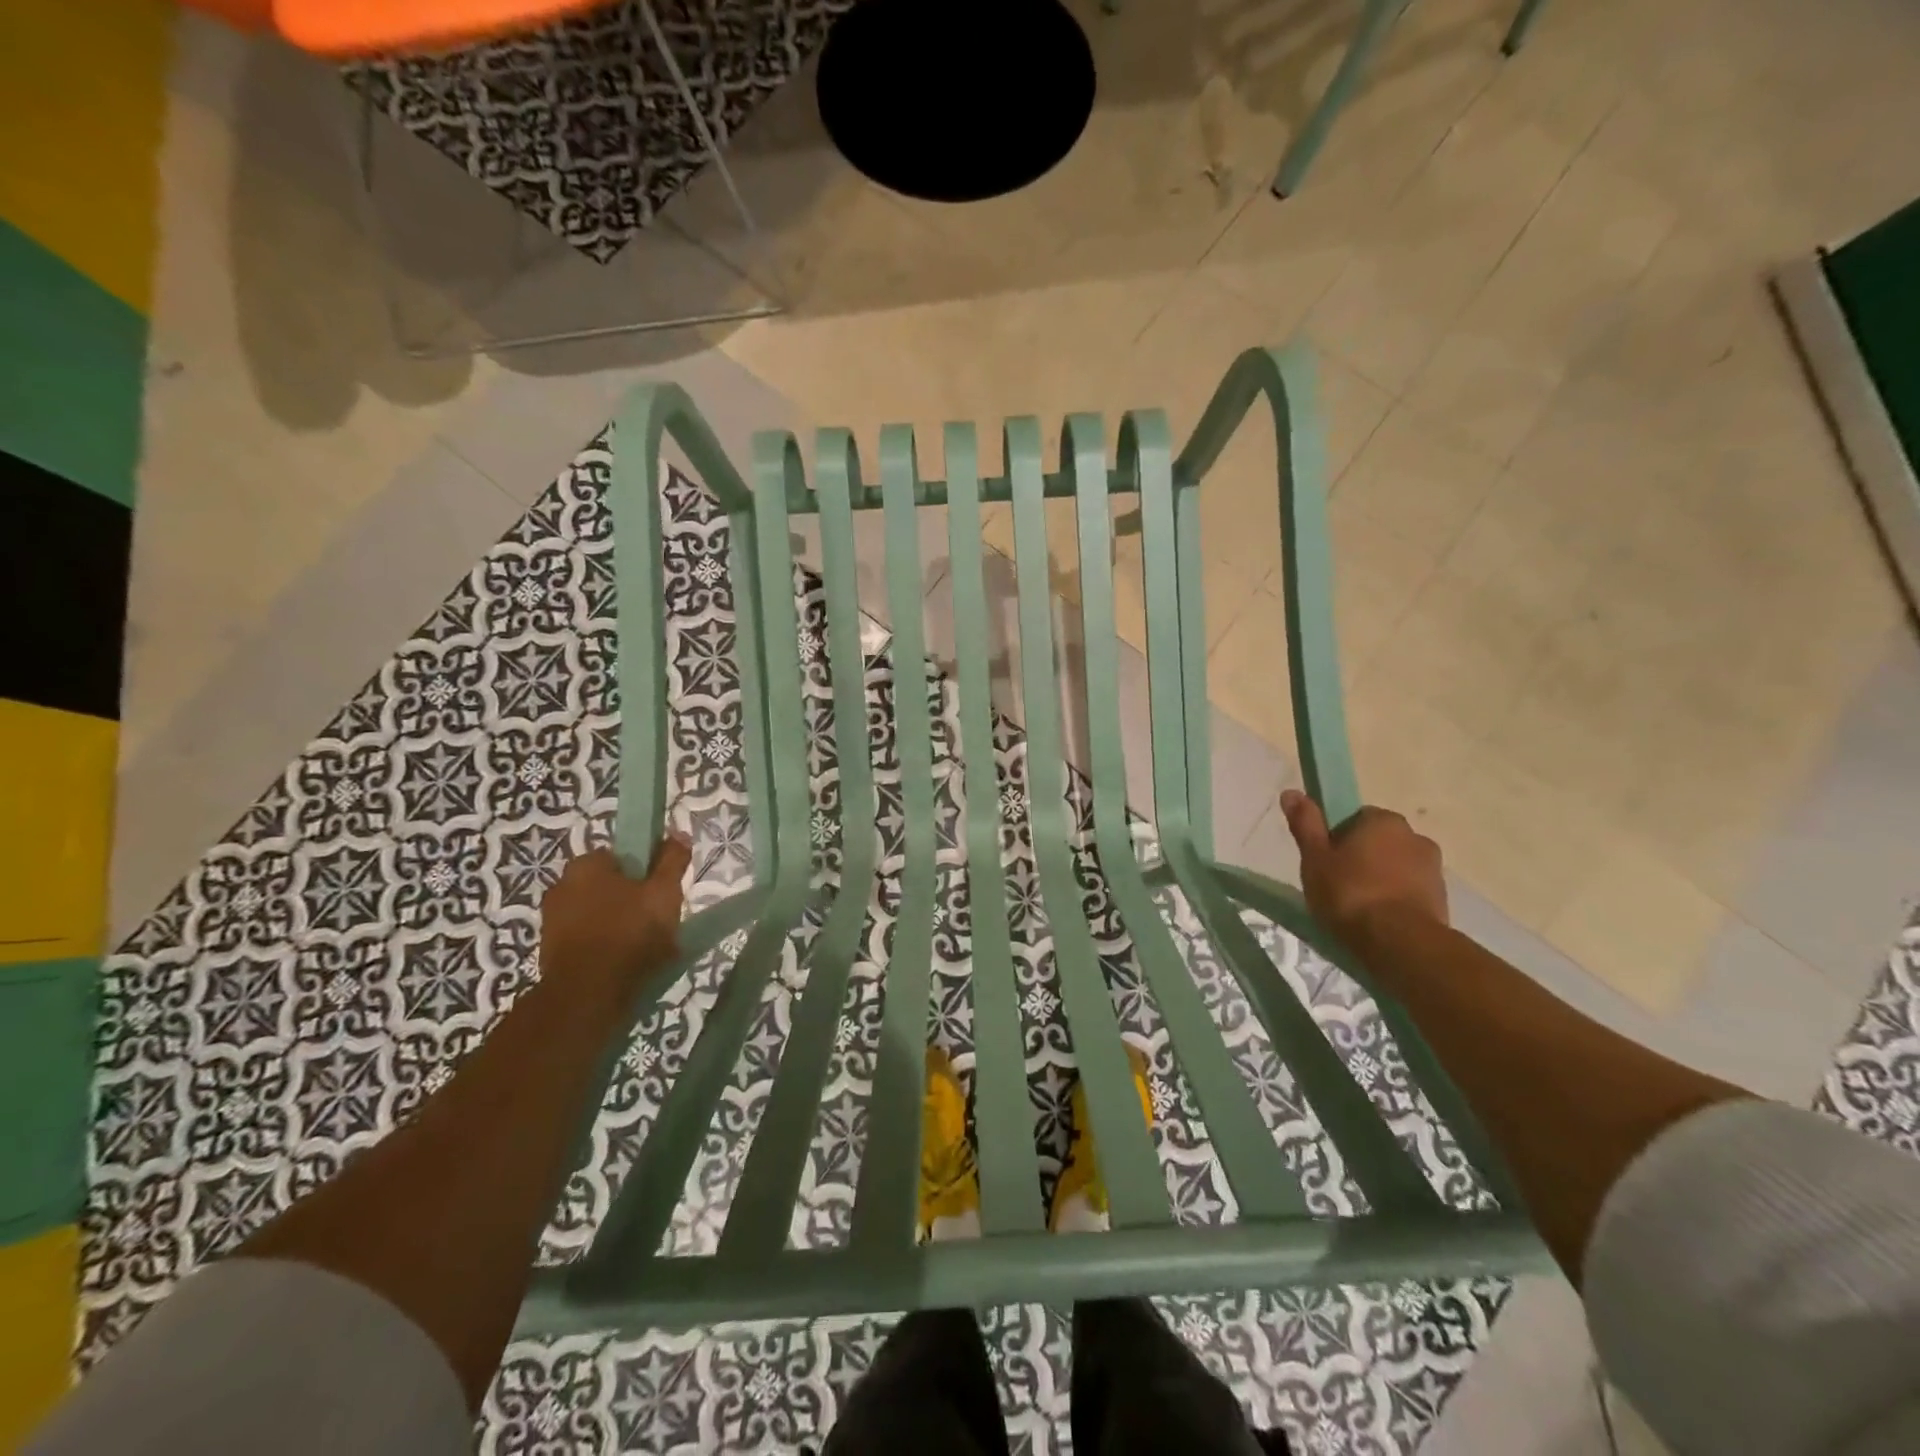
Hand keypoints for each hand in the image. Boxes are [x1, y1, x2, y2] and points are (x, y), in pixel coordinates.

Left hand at [539, 837, 691, 1000]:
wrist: (588, 995)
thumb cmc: (630, 933)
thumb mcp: (664, 892)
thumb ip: (672, 861)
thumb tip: (678, 833)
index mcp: (586, 864)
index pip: (622, 856)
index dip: (646, 871)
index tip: (662, 890)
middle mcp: (561, 886)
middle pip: (609, 885)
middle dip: (631, 899)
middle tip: (657, 919)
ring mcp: (552, 921)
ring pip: (598, 914)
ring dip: (619, 924)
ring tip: (646, 946)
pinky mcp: (551, 952)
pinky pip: (588, 940)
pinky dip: (605, 946)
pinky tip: (626, 963)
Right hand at [1280, 790, 1447, 942]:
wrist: (1400, 943)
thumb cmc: (1350, 894)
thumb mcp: (1315, 858)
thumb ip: (1305, 824)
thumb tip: (1291, 791)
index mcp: (1382, 820)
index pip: (1354, 818)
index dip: (1336, 837)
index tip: (1325, 860)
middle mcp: (1414, 835)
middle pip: (1378, 841)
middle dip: (1361, 858)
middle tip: (1337, 884)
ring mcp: (1432, 868)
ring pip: (1395, 866)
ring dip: (1380, 879)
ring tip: (1357, 907)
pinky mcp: (1442, 898)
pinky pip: (1409, 890)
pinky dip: (1395, 899)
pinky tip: (1378, 920)